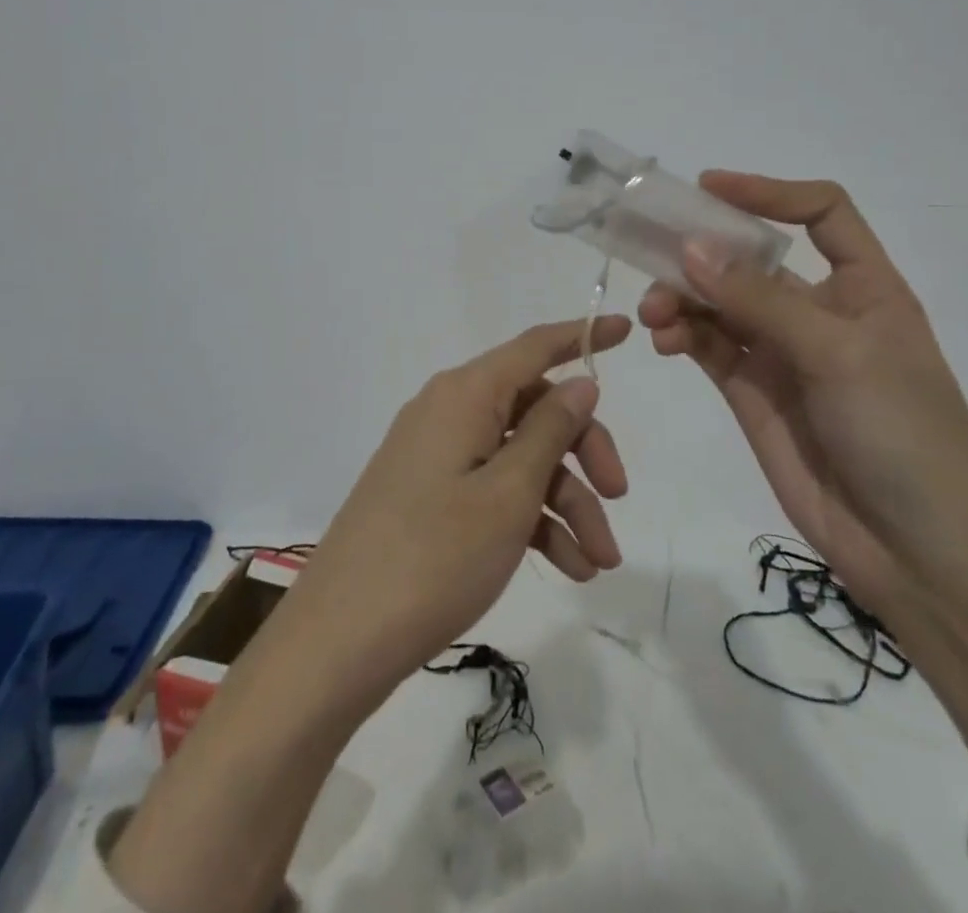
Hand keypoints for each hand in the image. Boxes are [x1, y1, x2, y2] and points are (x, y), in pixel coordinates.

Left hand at [271, 314, 632, 710]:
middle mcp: (449, 411)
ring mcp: (436, 455)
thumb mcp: (508, 493)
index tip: (626, 329)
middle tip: (619, 499)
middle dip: (583, 452)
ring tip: (597, 563)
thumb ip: (549, 430)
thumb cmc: (435, 556)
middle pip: (534, 410)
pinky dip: (531, 520)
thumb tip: (578, 383)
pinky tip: (566, 568)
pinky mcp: (429, 495)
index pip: (534, 347)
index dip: (582, 337)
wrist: (341, 638)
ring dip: (565, 502)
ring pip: (519, 458)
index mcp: (465, 394)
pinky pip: (492, 489)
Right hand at [645, 173, 967, 847]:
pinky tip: (664, 340)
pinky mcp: (752, 392)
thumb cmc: (904, 437)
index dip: (769, 193)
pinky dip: (681, 335)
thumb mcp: (839, 356)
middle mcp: (819, 311)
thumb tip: (692, 247)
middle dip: (703, 252)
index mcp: (864, 287)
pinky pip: (708, 345)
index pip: (822, 214)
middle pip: (752, 258)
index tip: (709, 188)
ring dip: (683, 297)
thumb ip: (761, 301)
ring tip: (656, 315)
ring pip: (719, 302)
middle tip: (652, 254)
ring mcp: (782, 353)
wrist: (919, 556)